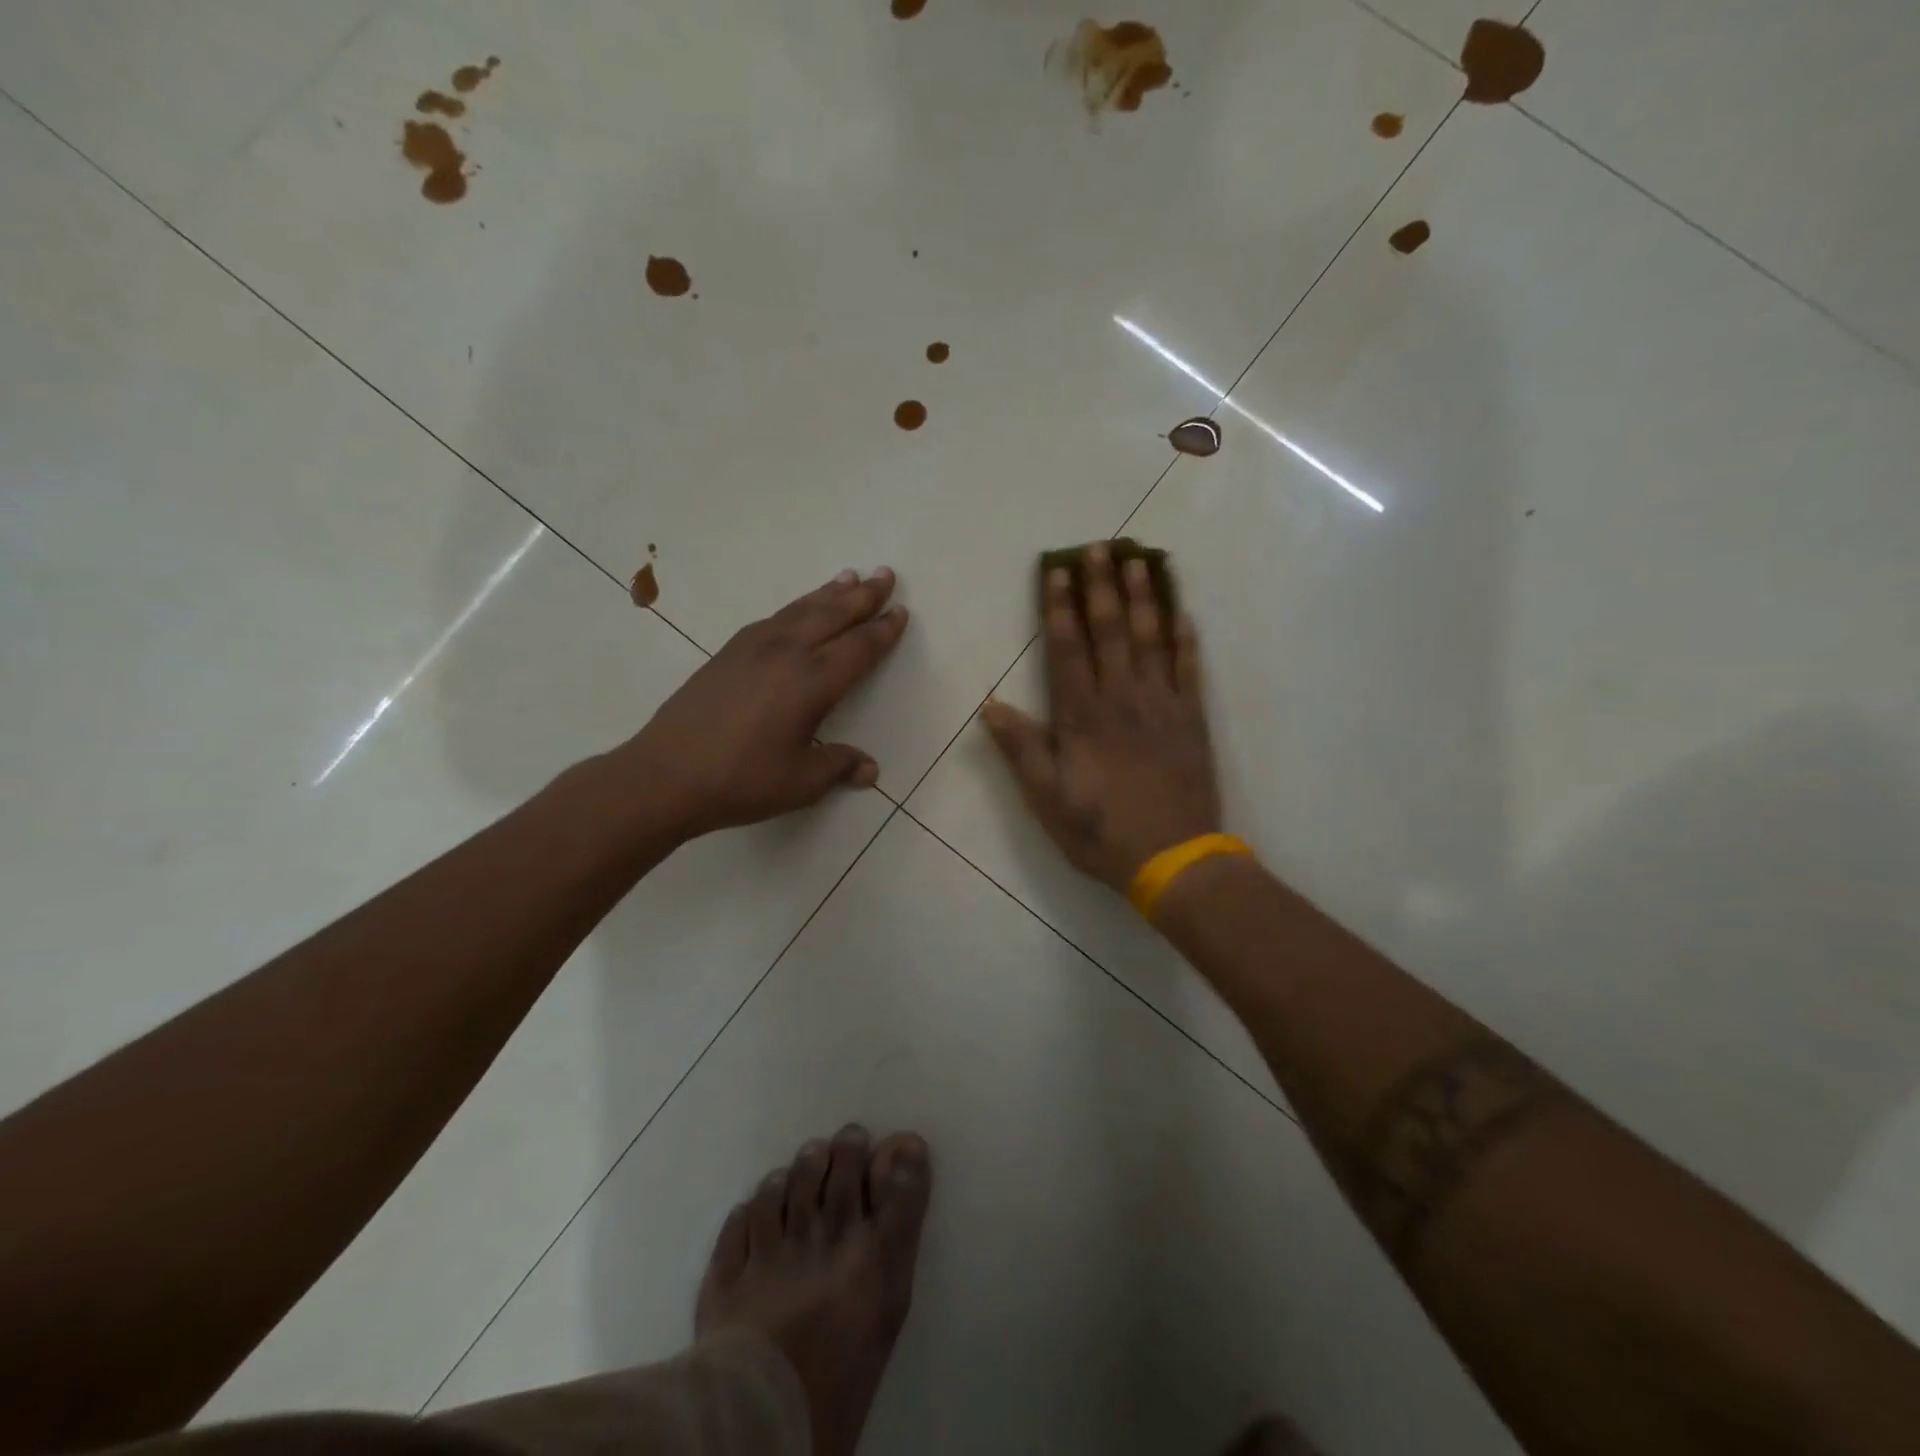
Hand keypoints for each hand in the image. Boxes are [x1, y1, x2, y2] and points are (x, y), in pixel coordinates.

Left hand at [616, 568, 907, 836]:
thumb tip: (870, 770)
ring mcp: (753, 648)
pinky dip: (796, 606)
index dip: (882, 631)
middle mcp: (787, 653)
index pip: (858, 648)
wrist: (665, 775)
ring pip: (801, 610)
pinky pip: (774, 618)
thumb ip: (838, 766)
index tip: (900, 611)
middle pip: (833, 615)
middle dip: (863, 595)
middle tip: (885, 574)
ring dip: (829, 593)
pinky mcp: (728, 652)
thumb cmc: (742, 780)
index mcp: (812, 682)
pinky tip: (798, 609)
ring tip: (849, 576)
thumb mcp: (801, 782)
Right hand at [981, 542, 1220, 891]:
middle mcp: (1122, 699)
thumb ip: (1021, 748)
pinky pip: (1190, 669)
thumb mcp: (1046, 799)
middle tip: (1098, 547)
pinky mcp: (1192, 719)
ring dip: (1143, 598)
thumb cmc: (1101, 831)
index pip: (1067, 650)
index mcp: (1082, 717)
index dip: (1060, 609)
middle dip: (1101, 587)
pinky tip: (1182, 612)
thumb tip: (990, 704)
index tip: (1056, 573)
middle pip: (1110, 632)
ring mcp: (1162, 705)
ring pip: (1151, 640)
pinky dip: (1186, 639)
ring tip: (1138, 561)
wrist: (1173, 859)